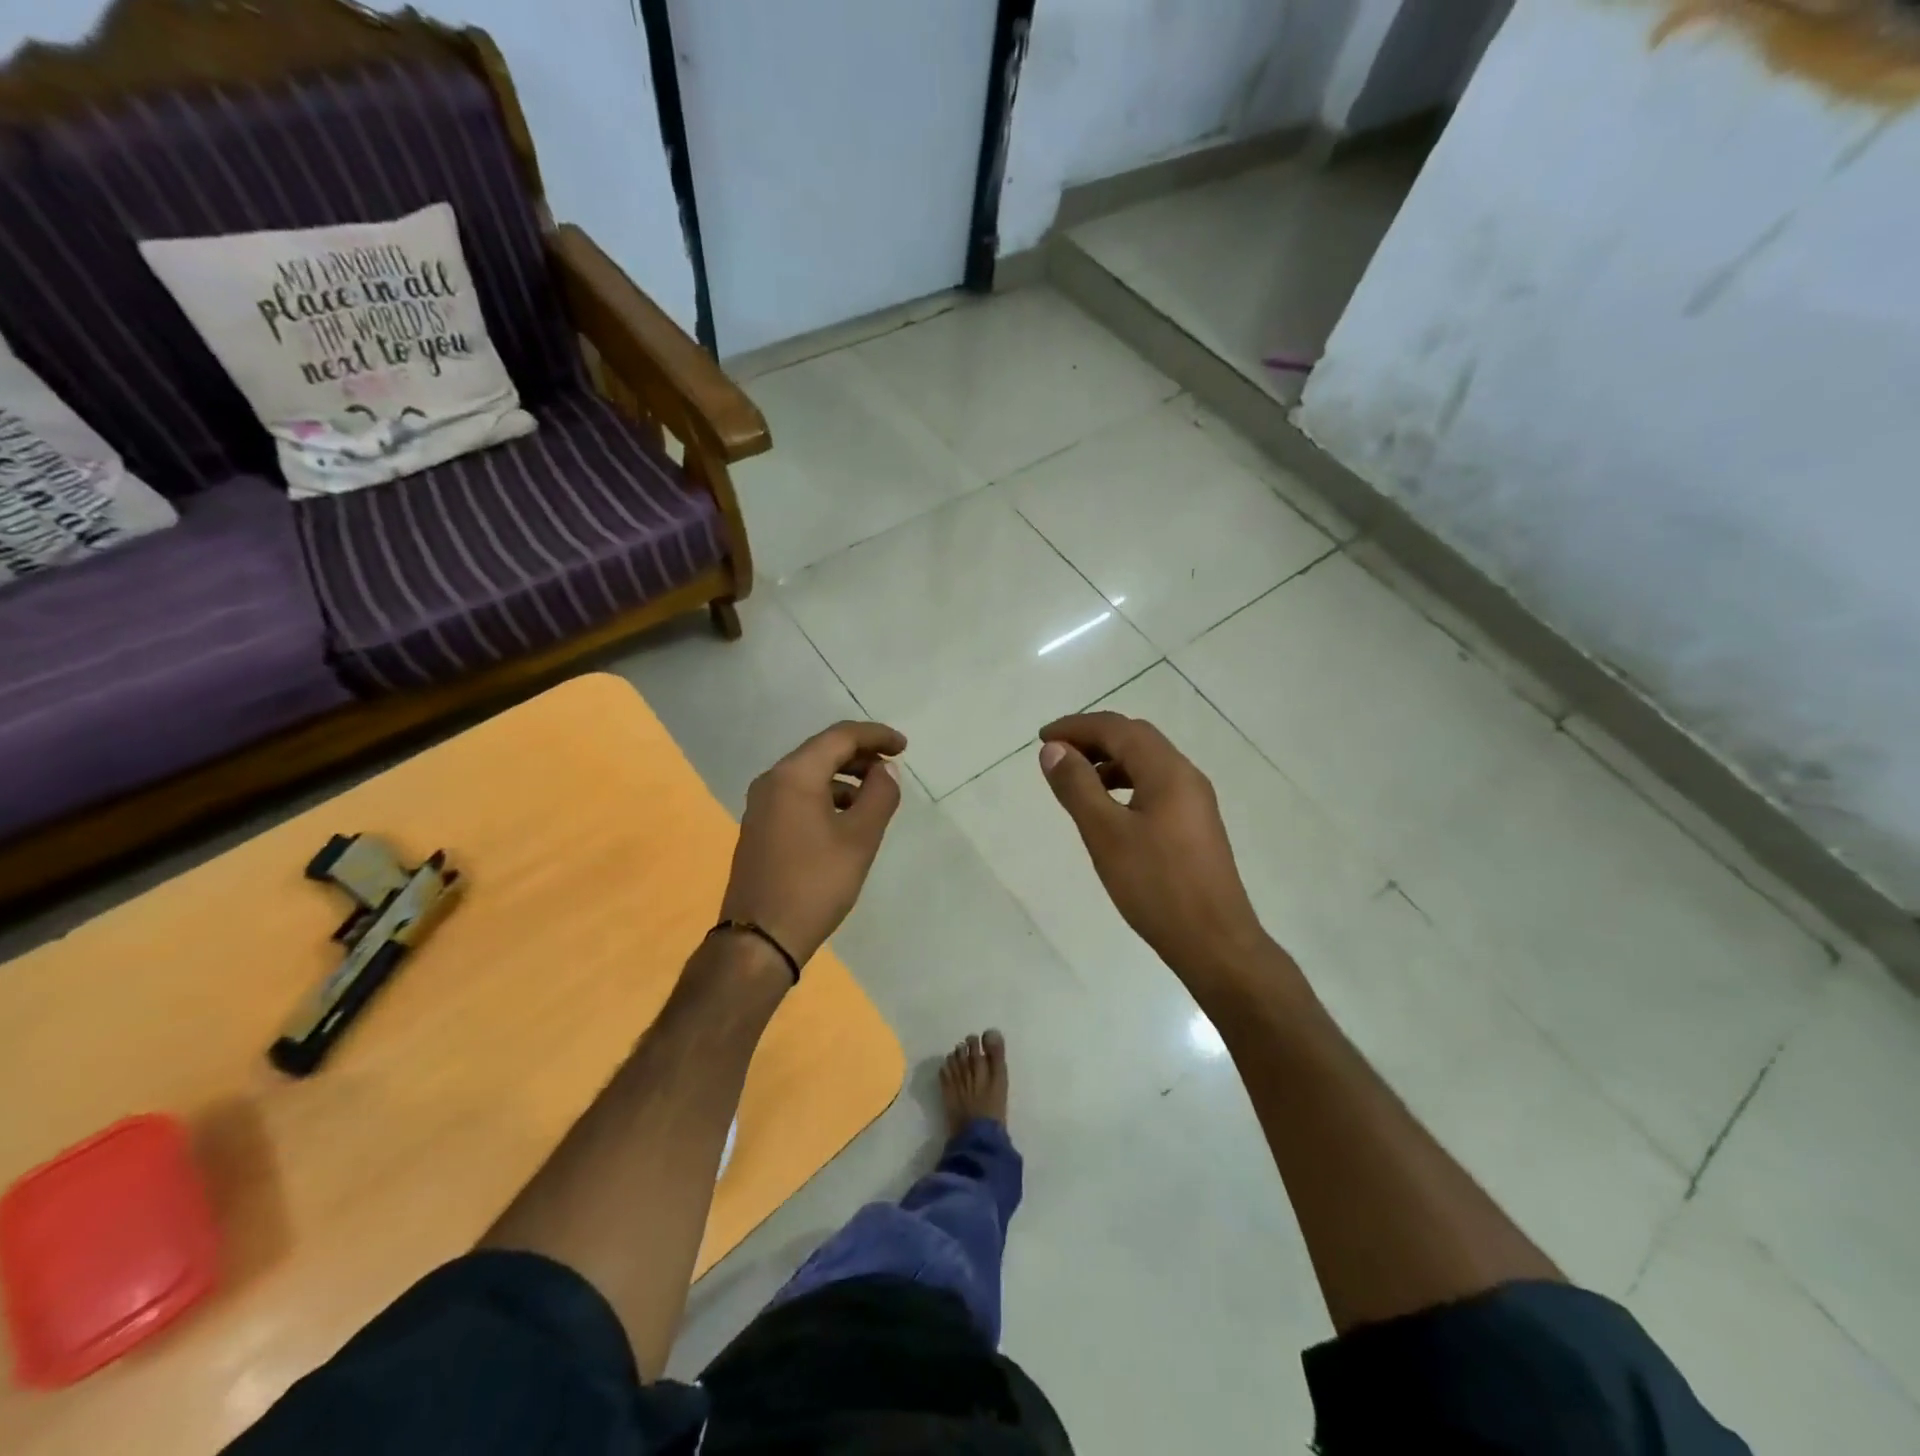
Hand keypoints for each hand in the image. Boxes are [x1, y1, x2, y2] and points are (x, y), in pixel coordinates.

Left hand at [720, 721, 906, 968]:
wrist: (760, 938)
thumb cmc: (815, 884)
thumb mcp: (859, 839)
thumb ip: (879, 796)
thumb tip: (885, 771)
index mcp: (794, 775)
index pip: (840, 736)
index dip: (876, 736)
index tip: (904, 747)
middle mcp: (772, 781)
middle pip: (822, 751)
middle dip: (861, 755)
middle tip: (893, 767)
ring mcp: (761, 805)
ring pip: (809, 775)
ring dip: (845, 778)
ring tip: (875, 797)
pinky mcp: (760, 828)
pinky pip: (798, 795)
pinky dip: (826, 796)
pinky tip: (846, 819)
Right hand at [1039, 712, 1268, 984]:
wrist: (1214, 941)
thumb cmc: (1156, 886)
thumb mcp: (1106, 834)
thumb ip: (1077, 787)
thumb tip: (1054, 750)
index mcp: (1167, 771)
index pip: (1117, 728)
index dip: (1076, 727)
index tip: (1042, 739)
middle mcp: (1186, 776)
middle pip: (1135, 738)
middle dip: (1093, 739)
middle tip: (1056, 756)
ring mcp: (1195, 801)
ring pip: (1147, 763)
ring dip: (1109, 761)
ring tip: (1076, 782)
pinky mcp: (1195, 825)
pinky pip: (1155, 786)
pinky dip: (1125, 784)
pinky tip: (1108, 810)